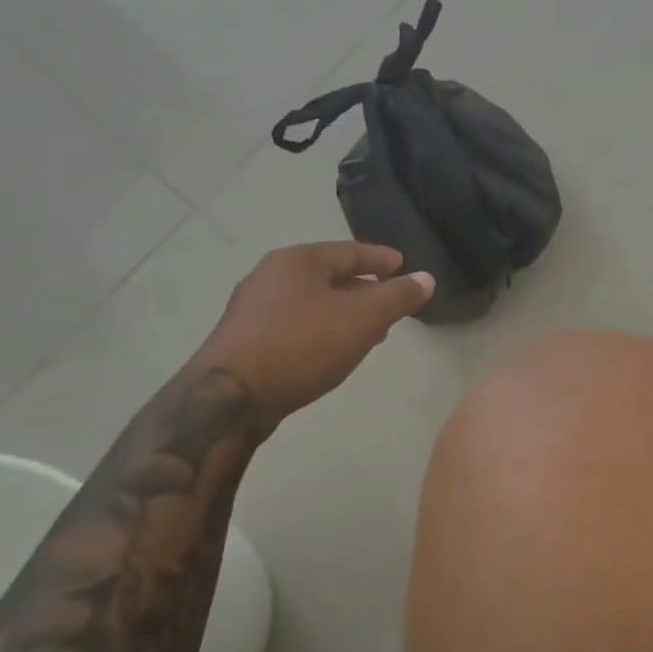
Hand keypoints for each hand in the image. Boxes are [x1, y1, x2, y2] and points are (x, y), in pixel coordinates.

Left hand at [192, 241, 434, 420]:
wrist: (227, 400)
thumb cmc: (301, 347)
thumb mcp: (362, 319)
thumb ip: (398, 296)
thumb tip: (426, 277)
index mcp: (298, 260)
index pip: (351, 251)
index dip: (381, 259)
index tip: (402, 265)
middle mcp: (270, 275)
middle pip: (329, 275)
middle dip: (363, 289)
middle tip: (390, 302)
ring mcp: (252, 308)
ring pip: (311, 301)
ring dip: (342, 312)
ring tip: (368, 331)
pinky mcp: (243, 339)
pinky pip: (294, 323)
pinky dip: (320, 328)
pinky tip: (331, 350)